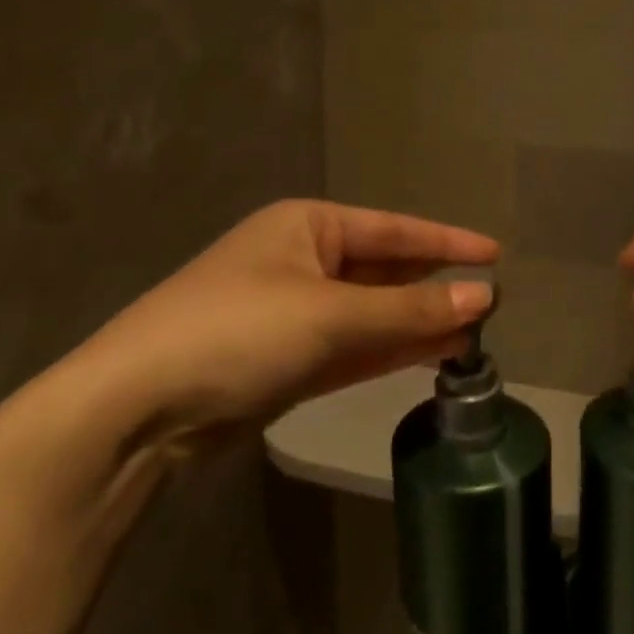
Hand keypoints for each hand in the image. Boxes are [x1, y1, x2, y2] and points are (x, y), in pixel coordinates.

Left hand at [71, 201, 497, 448]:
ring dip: (417, 324)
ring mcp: (294, 313)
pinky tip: (432, 355)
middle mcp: (302, 260)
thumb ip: (409, 311)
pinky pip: (352, 347)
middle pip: (383, 271)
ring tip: (474, 334)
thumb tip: (484, 296)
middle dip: (433, 288)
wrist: (138, 407)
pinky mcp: (286, 361)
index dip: (446, 242)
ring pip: (371, 314)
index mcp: (307, 226)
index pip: (393, 229)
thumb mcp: (330, 315)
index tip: (495, 254)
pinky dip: (389, 351)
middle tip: (491, 303)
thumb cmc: (238, 332)